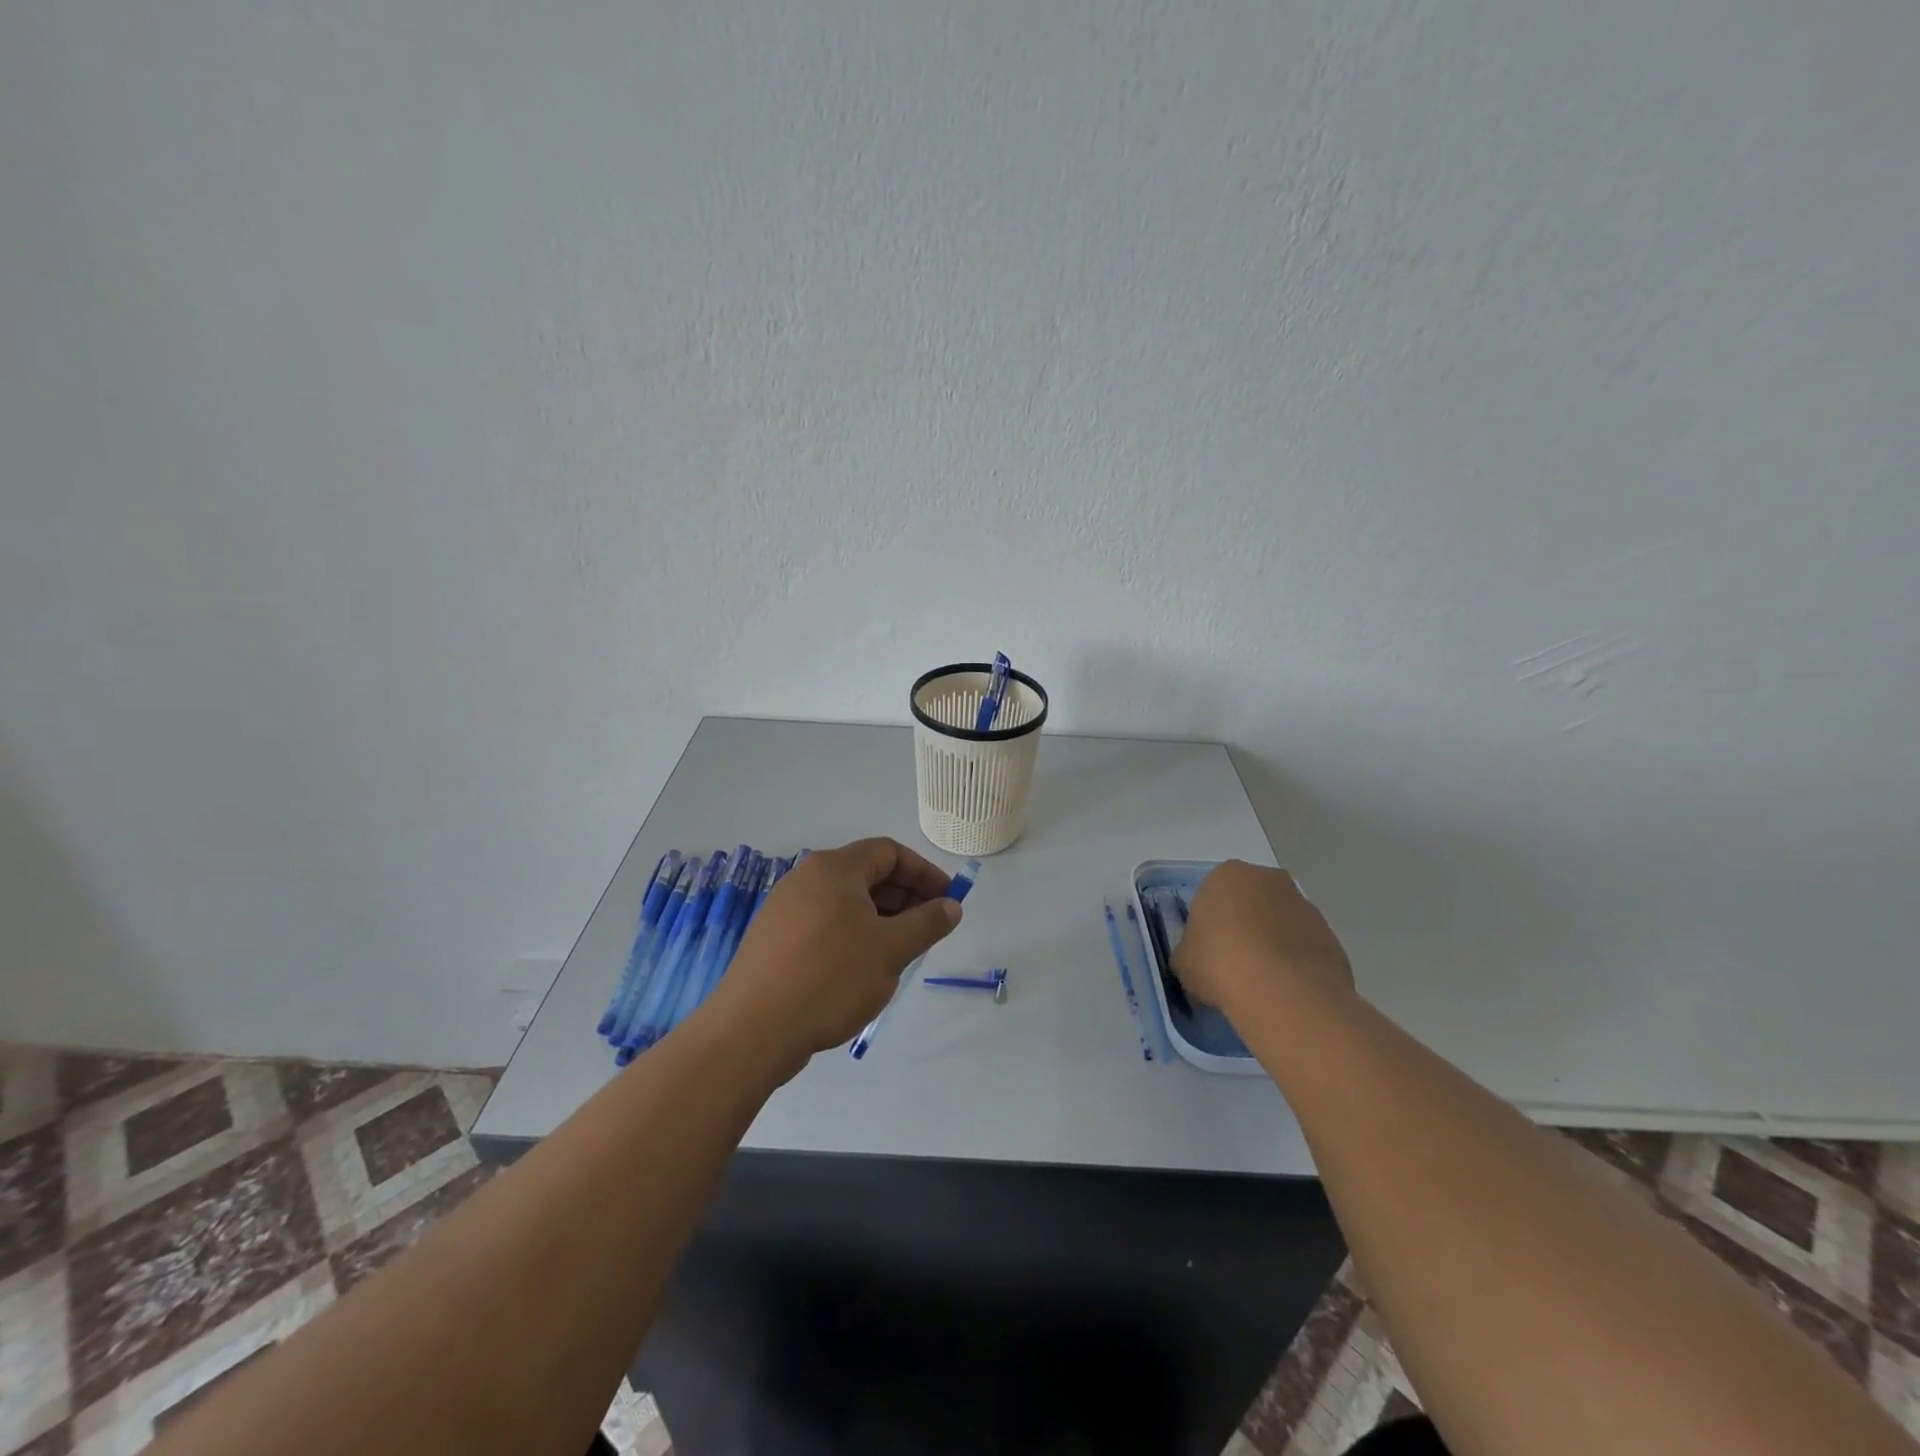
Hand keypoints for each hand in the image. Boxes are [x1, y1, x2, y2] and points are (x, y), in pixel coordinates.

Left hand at [702, 838, 962, 1076]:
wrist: (752, 1031)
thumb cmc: (831, 979)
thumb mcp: (891, 950)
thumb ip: (927, 923)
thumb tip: (951, 906)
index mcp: (834, 868)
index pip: (889, 852)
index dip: (924, 872)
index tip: (948, 900)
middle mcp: (806, 878)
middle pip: (866, 873)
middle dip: (904, 896)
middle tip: (928, 929)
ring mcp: (785, 908)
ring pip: (845, 901)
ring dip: (880, 918)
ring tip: (899, 952)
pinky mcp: (773, 938)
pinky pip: (824, 923)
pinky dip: (852, 934)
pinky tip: (861, 969)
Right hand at [1171, 860, 1352, 1018]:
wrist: (1283, 993)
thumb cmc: (1220, 963)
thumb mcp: (1183, 960)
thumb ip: (1190, 951)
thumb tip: (1199, 959)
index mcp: (1227, 875)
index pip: (1213, 893)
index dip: (1209, 923)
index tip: (1207, 950)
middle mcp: (1269, 880)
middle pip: (1251, 901)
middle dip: (1244, 926)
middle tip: (1232, 963)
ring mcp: (1305, 906)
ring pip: (1281, 923)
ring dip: (1272, 944)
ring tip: (1260, 983)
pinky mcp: (1331, 936)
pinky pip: (1304, 948)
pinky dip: (1295, 964)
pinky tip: (1285, 991)